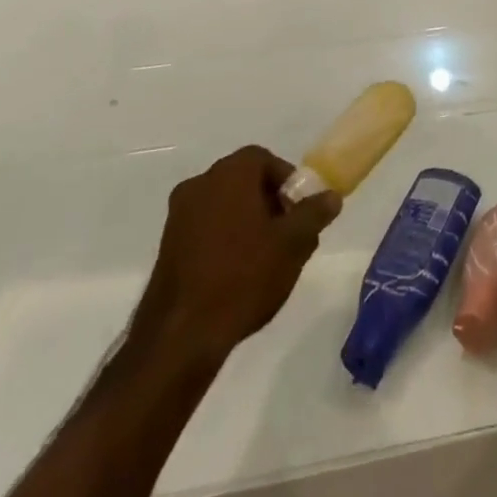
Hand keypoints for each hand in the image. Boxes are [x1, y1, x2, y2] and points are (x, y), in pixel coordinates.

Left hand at [132, 146, 340, 365]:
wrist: (180, 337)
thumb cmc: (243, 276)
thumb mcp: (292, 244)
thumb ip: (314, 214)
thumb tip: (331, 196)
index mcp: (230, 173)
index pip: (264, 159)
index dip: (286, 181)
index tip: (298, 211)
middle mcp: (200, 183)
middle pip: (243, 181)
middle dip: (268, 203)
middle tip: (286, 235)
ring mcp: (178, 215)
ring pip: (223, 206)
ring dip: (245, 223)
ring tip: (264, 260)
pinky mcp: (166, 247)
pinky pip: (204, 229)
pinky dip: (222, 241)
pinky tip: (235, 275)